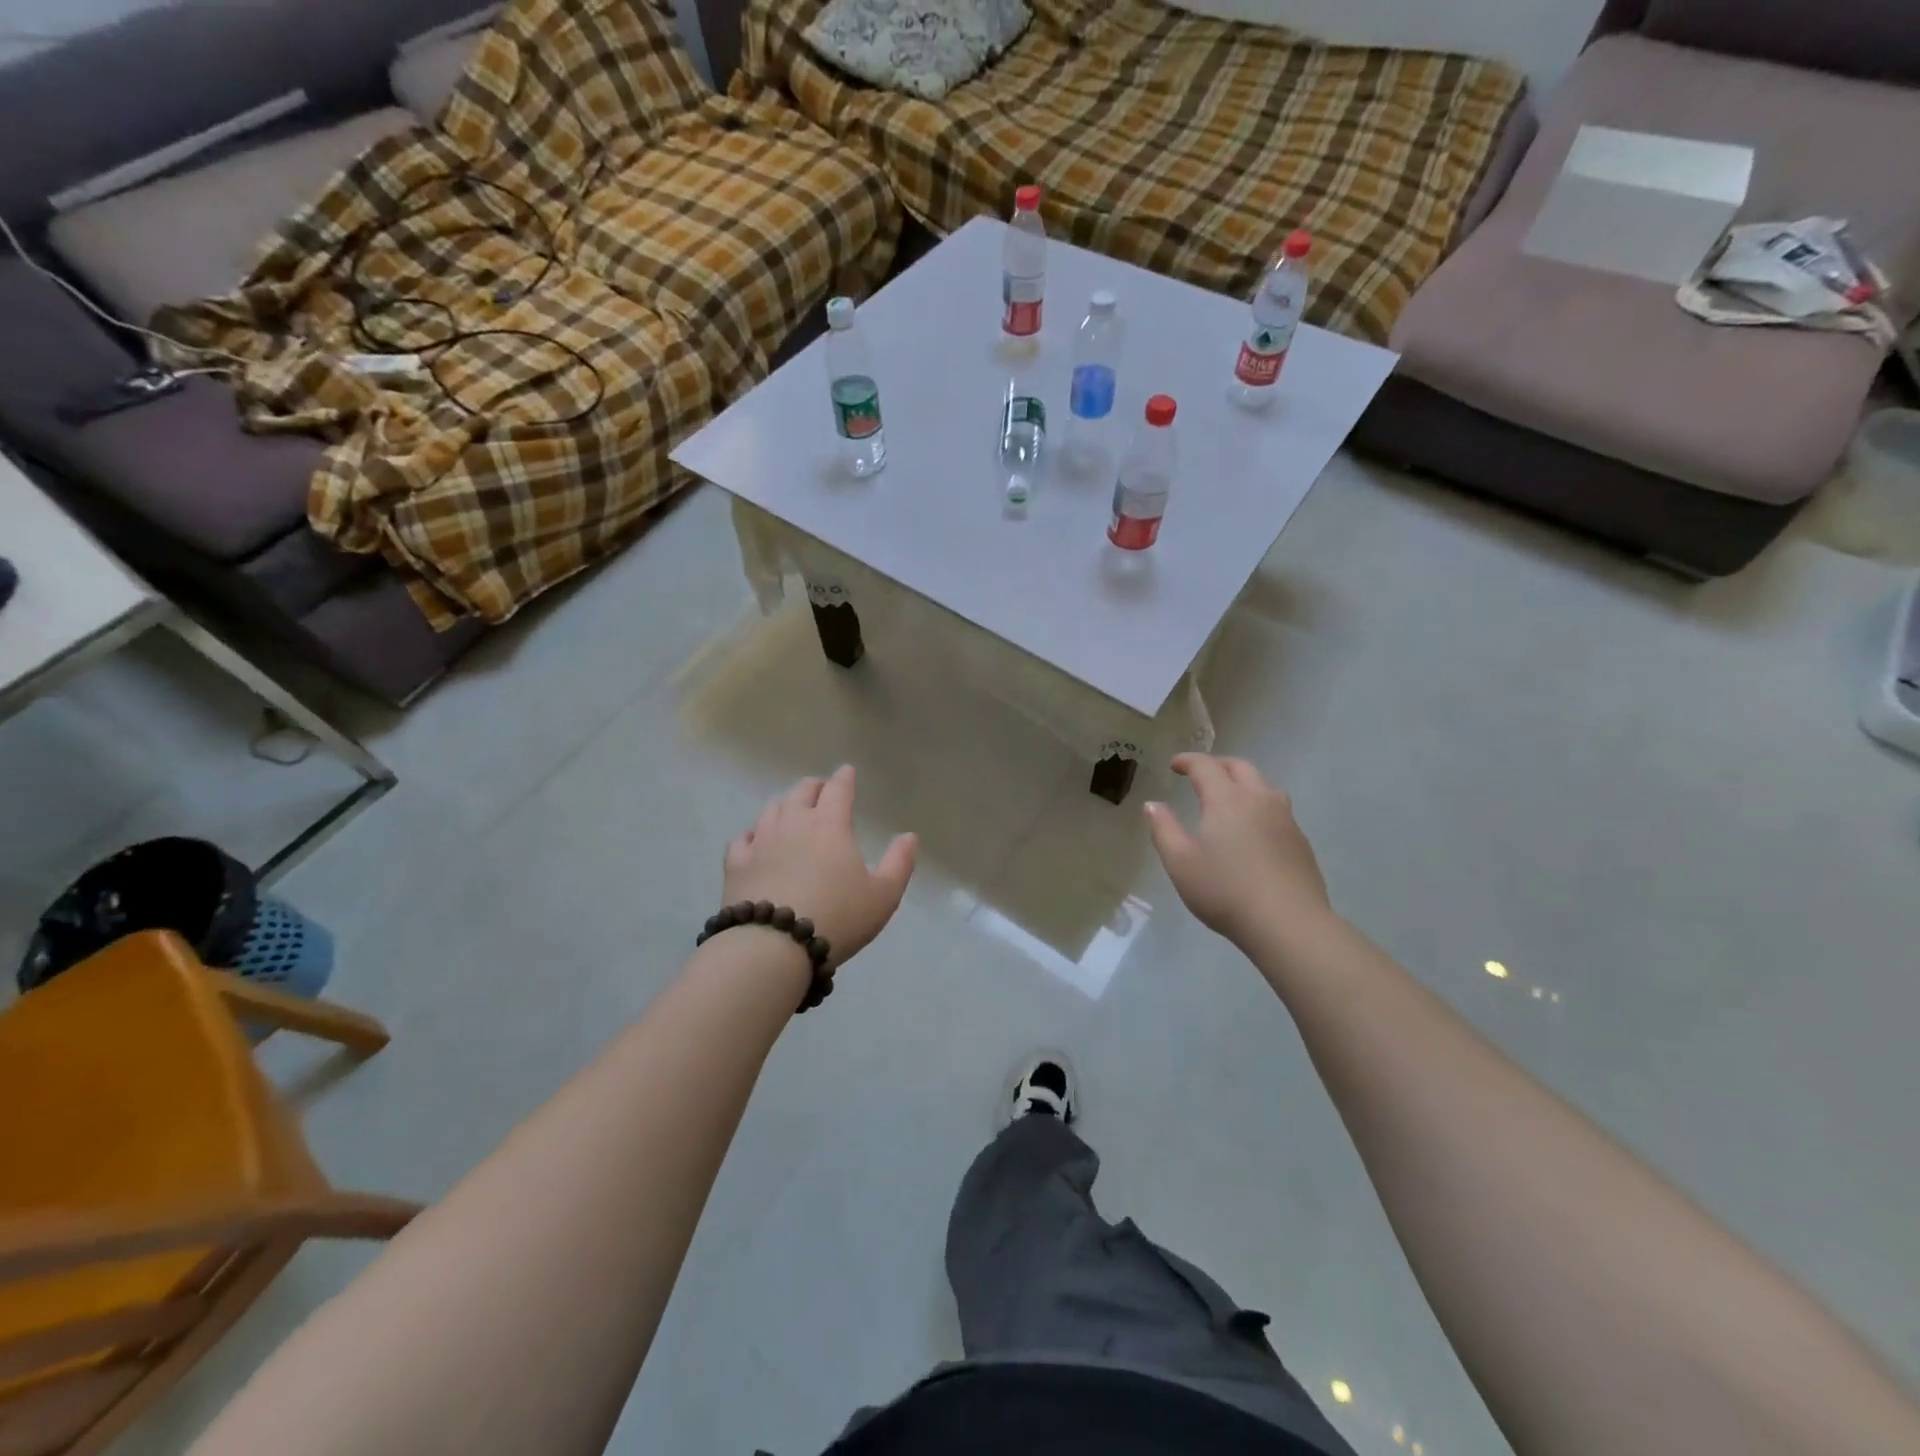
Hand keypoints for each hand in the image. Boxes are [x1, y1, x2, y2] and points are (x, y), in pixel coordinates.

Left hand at [723, 766, 916, 967]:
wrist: (773, 946)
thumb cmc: (837, 918)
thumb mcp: (883, 895)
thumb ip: (899, 863)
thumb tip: (909, 836)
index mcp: (830, 825)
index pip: (838, 789)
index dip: (845, 778)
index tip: (847, 772)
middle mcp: (794, 823)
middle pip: (802, 791)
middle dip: (815, 787)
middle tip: (822, 791)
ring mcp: (761, 840)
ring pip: (772, 808)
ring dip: (786, 804)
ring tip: (792, 810)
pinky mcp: (736, 863)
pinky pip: (743, 837)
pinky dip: (754, 833)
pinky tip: (756, 839)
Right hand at [1145, 754, 1331, 945]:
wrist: (1288, 923)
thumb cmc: (1225, 891)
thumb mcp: (1180, 863)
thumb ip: (1164, 830)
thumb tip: (1153, 805)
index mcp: (1227, 800)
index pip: (1206, 766)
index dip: (1188, 761)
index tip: (1174, 765)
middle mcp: (1259, 799)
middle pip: (1239, 767)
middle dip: (1217, 765)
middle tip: (1200, 774)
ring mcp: (1285, 819)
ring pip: (1264, 786)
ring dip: (1243, 782)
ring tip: (1229, 797)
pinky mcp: (1300, 841)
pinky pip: (1277, 809)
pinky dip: (1259, 806)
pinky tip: (1253, 829)